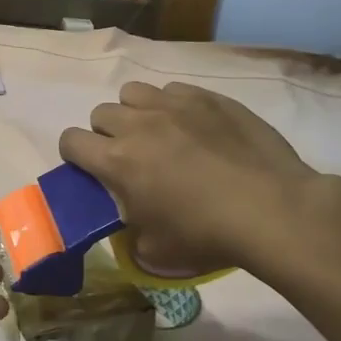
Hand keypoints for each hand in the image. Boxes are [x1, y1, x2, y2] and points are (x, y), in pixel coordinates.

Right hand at [60, 81, 323, 275]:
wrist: (271, 210)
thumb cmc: (206, 235)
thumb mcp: (154, 251)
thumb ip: (130, 231)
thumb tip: (132, 224)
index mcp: (116, 161)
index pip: (70, 141)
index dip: (75, 155)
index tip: (91, 170)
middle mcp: (138, 124)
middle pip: (101, 113)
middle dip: (106, 134)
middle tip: (130, 156)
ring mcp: (175, 105)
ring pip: (134, 92)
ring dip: (136, 112)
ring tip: (159, 134)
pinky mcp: (208, 98)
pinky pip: (174, 90)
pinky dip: (173, 105)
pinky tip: (194, 127)